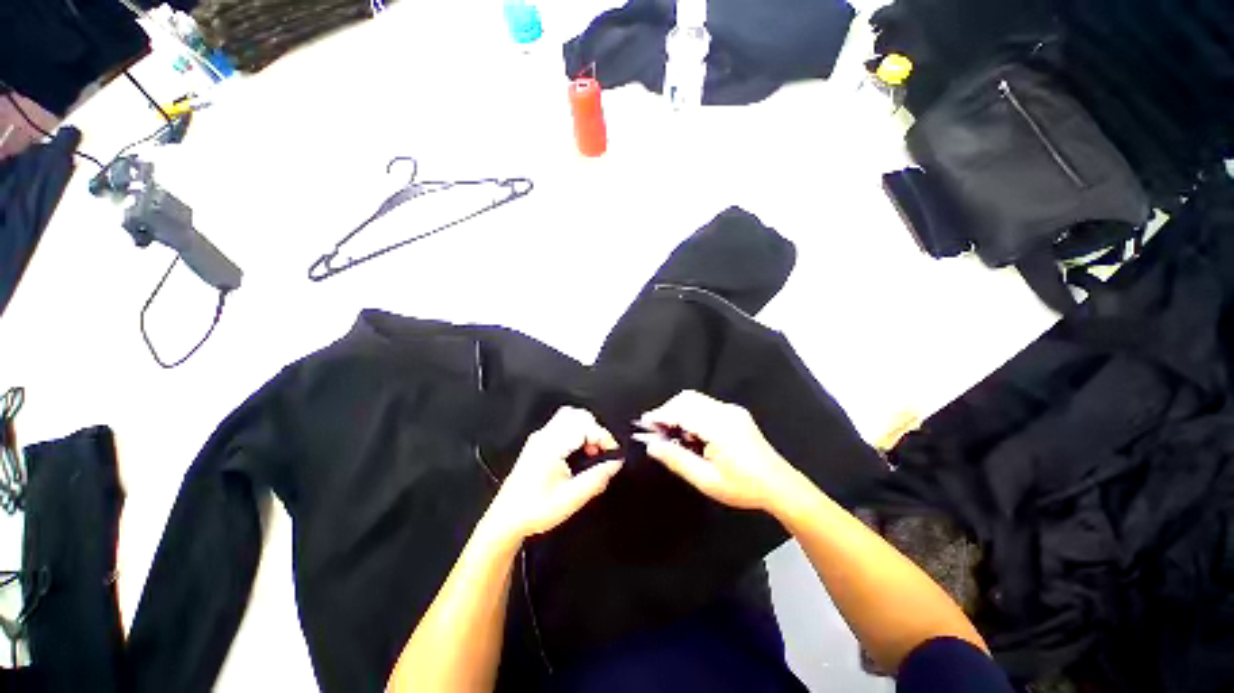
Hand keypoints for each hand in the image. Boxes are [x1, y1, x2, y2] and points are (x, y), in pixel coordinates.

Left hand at [485, 407, 622, 542]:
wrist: (506, 520)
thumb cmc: (533, 511)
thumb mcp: (571, 498)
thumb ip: (597, 478)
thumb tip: (615, 464)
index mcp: (551, 446)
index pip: (584, 426)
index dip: (603, 436)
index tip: (613, 452)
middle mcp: (544, 436)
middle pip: (577, 414)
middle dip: (595, 429)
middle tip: (601, 450)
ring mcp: (539, 438)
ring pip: (569, 417)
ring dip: (586, 429)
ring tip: (591, 451)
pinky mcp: (538, 443)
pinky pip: (562, 425)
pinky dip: (577, 432)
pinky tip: (579, 453)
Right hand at [635, 390, 795, 511]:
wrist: (780, 486)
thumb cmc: (743, 487)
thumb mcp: (706, 480)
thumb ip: (677, 460)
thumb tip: (652, 446)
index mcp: (719, 427)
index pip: (682, 411)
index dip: (660, 415)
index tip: (644, 424)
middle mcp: (725, 411)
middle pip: (687, 398)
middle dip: (667, 410)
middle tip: (656, 430)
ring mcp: (732, 410)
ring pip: (695, 399)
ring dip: (679, 411)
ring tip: (672, 434)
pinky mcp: (735, 413)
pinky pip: (706, 405)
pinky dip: (691, 413)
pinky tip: (690, 433)